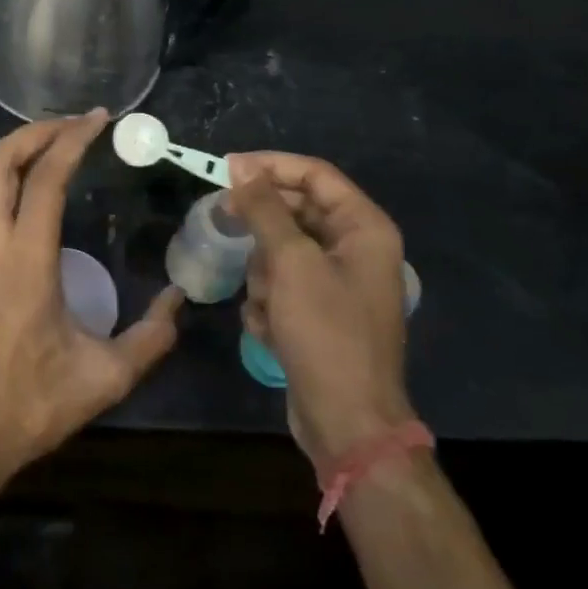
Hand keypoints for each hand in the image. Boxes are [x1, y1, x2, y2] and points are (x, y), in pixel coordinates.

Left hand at [0, 111, 184, 493]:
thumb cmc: (32, 404)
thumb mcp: (105, 377)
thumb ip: (149, 337)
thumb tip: (180, 302)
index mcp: (28, 259)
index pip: (47, 177)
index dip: (72, 139)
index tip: (97, 120)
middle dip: (33, 133)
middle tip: (67, 127)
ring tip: (29, 153)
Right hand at [226, 152, 413, 468]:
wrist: (347, 422)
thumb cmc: (325, 332)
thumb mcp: (290, 262)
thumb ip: (264, 208)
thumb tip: (241, 166)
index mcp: (364, 228)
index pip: (314, 175)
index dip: (270, 166)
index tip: (226, 168)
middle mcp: (356, 249)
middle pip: (296, 213)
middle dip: (262, 229)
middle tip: (224, 222)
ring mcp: (338, 283)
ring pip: (283, 252)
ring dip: (264, 275)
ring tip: (266, 304)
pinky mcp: (320, 313)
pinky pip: (284, 286)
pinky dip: (270, 304)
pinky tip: (270, 330)